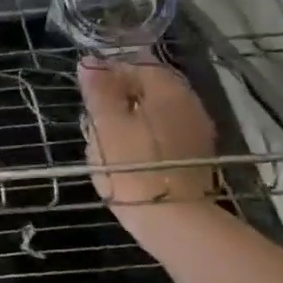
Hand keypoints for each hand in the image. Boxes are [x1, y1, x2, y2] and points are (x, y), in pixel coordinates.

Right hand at [77, 58, 219, 229]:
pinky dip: (142, 139)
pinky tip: (125, 157)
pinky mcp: (194, 157)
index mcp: (169, 91)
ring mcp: (196, 132)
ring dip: (129, 121)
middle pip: (148, 91)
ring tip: (105, 142)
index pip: (137, 66)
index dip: (108, 75)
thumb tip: (90, 62)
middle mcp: (189, 104)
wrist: (173, 220)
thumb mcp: (106, 125)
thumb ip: (99, 91)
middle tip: (93, 121)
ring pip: (154, 114)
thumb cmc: (132, 167)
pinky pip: (163, 135)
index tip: (86, 95)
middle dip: (118, 100)